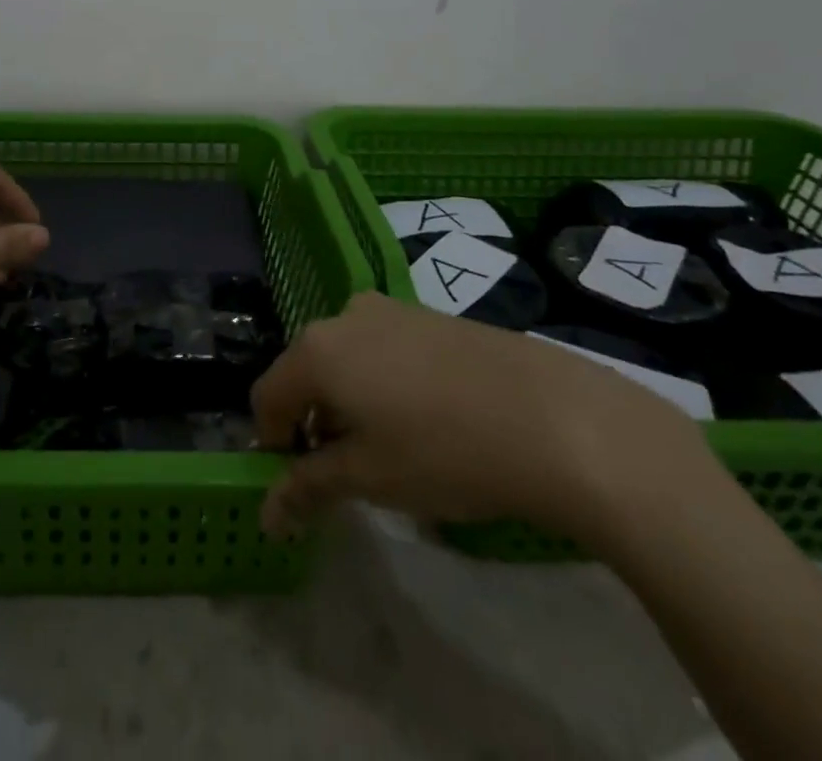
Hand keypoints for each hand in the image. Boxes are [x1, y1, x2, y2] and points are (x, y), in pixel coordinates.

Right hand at [250, 293, 719, 542]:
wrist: (554, 416)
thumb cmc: (445, 452)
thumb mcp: (370, 478)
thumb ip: (308, 488)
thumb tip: (267, 513)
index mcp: (316, 350)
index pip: (267, 397)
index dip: (275, 444)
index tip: (303, 484)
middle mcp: (343, 317)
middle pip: (306, 373)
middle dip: (316, 423)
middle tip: (350, 471)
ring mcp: (389, 309)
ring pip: (346, 359)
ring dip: (351, 402)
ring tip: (394, 447)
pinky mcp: (428, 314)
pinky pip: (383, 349)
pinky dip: (384, 383)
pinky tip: (430, 420)